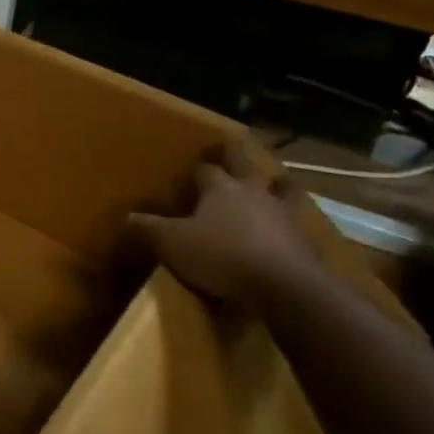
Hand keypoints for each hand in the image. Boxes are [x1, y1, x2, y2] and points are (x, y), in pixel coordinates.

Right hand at [129, 140, 319, 307]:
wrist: (283, 286)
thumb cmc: (221, 256)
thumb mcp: (172, 243)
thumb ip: (149, 228)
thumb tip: (128, 216)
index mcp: (221, 189)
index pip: (206, 170)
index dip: (198, 170)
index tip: (191, 171)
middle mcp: (254, 193)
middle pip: (246, 165)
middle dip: (237, 155)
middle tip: (233, 147)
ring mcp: (285, 214)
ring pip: (284, 189)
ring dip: (279, 185)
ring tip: (277, 182)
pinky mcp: (305, 240)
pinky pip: (298, 224)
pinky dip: (292, 224)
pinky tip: (289, 231)